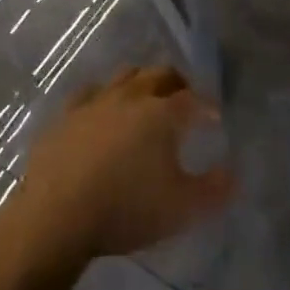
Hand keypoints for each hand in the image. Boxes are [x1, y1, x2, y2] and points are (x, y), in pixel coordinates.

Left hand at [14, 66, 233, 264]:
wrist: (56, 215)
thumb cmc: (126, 209)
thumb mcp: (180, 209)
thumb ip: (213, 191)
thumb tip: (233, 174)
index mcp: (162, 113)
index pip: (192, 99)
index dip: (206, 106)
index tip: (214, 117)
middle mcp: (131, 97)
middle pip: (160, 75)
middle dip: (177, 83)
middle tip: (184, 98)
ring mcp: (95, 102)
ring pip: (125, 76)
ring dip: (141, 82)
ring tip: (146, 97)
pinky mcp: (65, 115)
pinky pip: (89, 93)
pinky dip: (103, 96)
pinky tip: (102, 109)